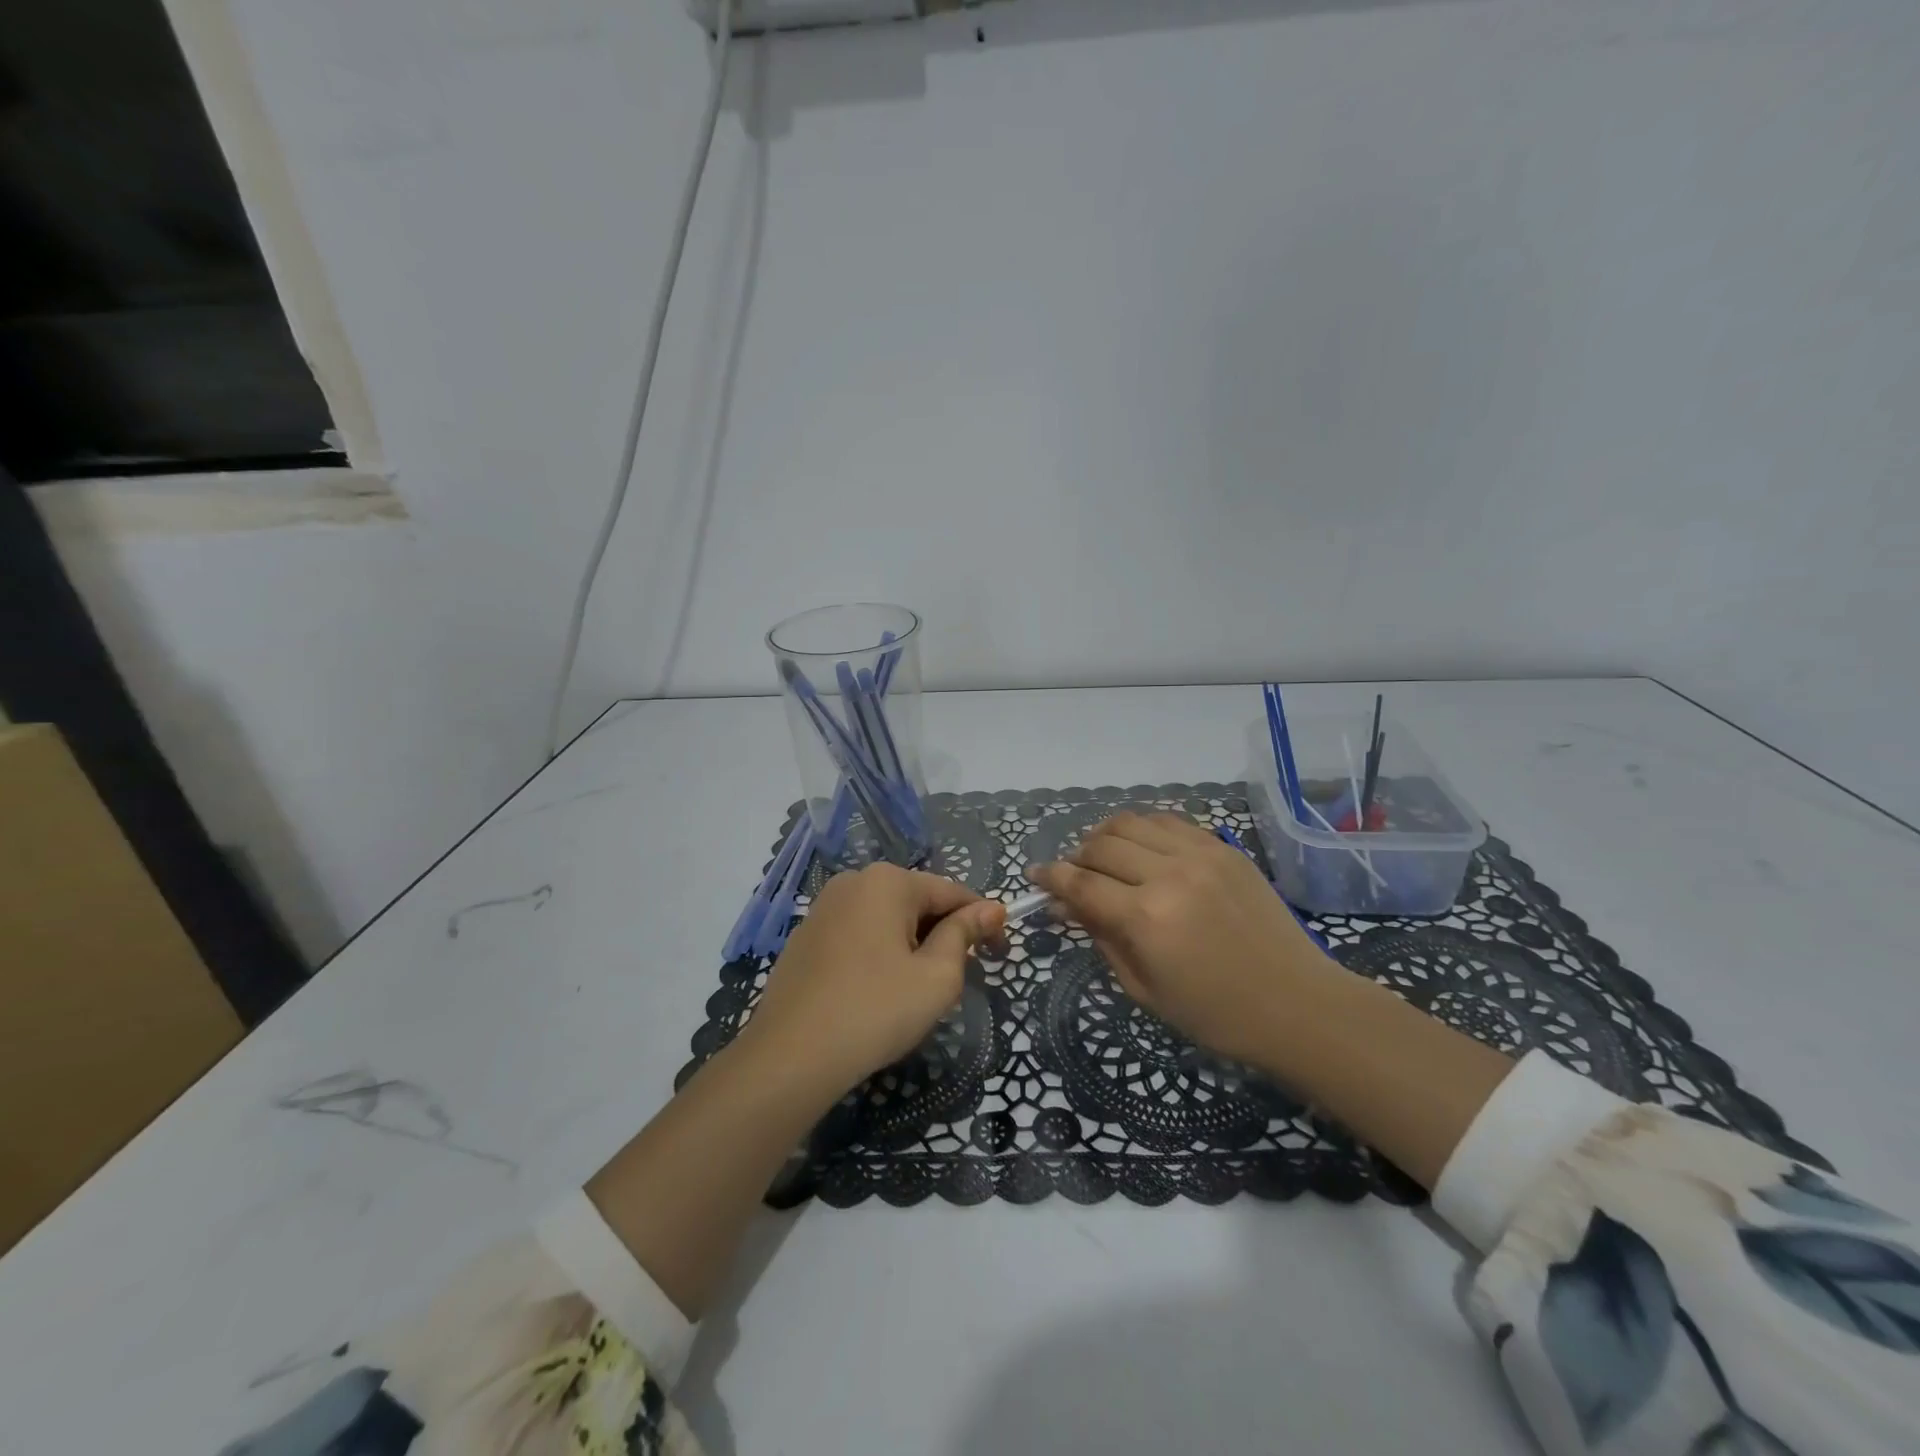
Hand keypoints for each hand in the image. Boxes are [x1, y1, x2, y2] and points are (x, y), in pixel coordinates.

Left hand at [738, 863, 1006, 1101]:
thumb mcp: (937, 976)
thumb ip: (964, 935)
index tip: (1001, 954)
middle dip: (944, 934)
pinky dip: (879, 954)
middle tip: (958, 979)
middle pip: (917, 902)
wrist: (790, 1057)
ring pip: (886, 919)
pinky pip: (858, 935)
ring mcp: (823, 908)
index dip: (983, 921)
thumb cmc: (875, 1011)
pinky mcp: (805, 937)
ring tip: (918, 990)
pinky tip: (878, 992)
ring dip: (912, 945)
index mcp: (888, 881)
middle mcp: (853, 882)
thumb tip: (990, 908)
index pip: (952, 892)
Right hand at [1028, 812, 1341, 1071]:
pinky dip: (1144, 829)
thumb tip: (1065, 906)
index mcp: (1146, 918)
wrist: (1298, 1005)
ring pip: (1132, 822)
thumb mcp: (1144, 989)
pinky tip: (1142, 848)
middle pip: (1101, 845)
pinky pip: (1170, 822)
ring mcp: (1200, 855)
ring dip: (1106, 835)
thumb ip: (1101, 938)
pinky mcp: (1224, 848)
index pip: (1079, 883)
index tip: (1034, 876)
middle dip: (1076, 857)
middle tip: (1074, 877)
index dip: (1050, 877)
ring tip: (1104, 856)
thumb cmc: (1214, 1014)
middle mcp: (1168, 874)